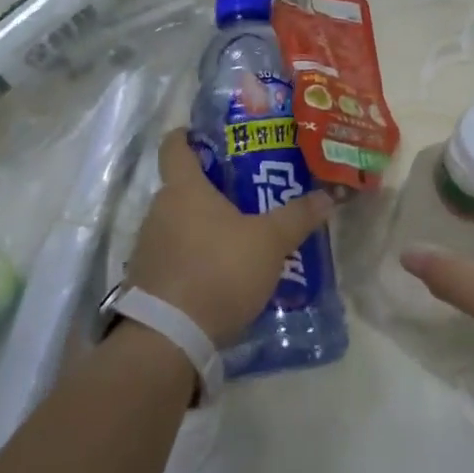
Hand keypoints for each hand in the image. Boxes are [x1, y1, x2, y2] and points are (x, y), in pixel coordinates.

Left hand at [128, 130, 334, 345]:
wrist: (169, 338)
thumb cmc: (219, 270)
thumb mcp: (269, 242)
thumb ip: (297, 217)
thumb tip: (327, 196)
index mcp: (184, 189)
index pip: (175, 145)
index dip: (189, 135)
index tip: (208, 136)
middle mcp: (158, 210)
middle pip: (182, 187)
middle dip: (211, 188)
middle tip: (247, 193)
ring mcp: (147, 247)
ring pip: (178, 223)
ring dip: (203, 227)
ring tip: (239, 237)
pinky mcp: (146, 280)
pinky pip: (173, 256)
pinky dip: (193, 258)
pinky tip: (221, 274)